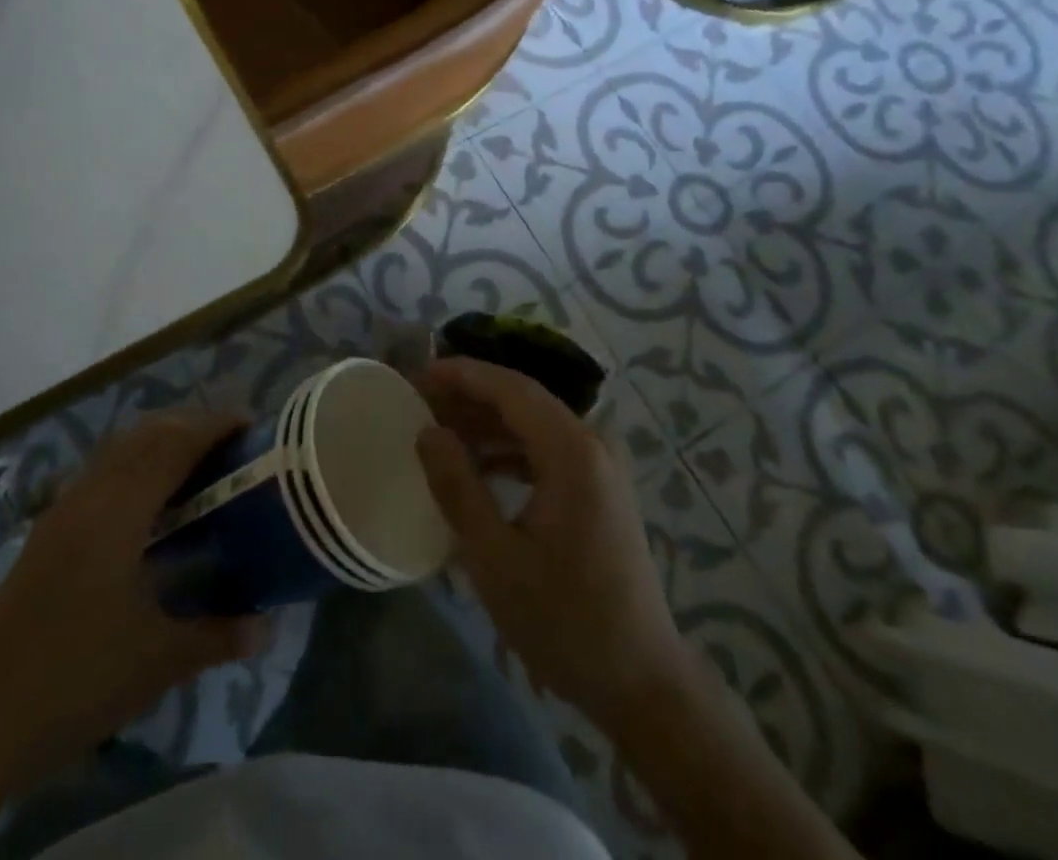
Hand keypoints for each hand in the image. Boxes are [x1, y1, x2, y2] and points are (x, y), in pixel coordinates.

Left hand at [0, 411, 270, 763]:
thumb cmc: (75, 678)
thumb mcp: (157, 661)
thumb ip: (218, 636)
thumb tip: (266, 627)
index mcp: (119, 510)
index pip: (174, 444)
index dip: (214, 426)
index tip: (251, 425)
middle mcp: (90, 494)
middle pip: (146, 434)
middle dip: (190, 426)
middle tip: (231, 445)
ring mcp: (64, 509)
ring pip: (119, 449)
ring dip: (160, 442)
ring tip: (196, 465)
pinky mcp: (49, 530)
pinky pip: (102, 472)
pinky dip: (135, 464)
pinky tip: (149, 504)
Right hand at [415, 358, 692, 736]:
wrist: (641, 682)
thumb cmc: (563, 619)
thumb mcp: (494, 557)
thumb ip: (457, 486)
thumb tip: (427, 432)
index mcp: (571, 451)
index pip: (509, 387)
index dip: (461, 375)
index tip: (416, 376)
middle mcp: (591, 445)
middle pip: (522, 399)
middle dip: (469, 396)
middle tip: (420, 403)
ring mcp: (600, 467)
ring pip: (533, 423)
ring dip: (487, 423)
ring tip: (439, 432)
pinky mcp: (599, 490)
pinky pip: (546, 449)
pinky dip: (509, 449)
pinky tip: (478, 467)